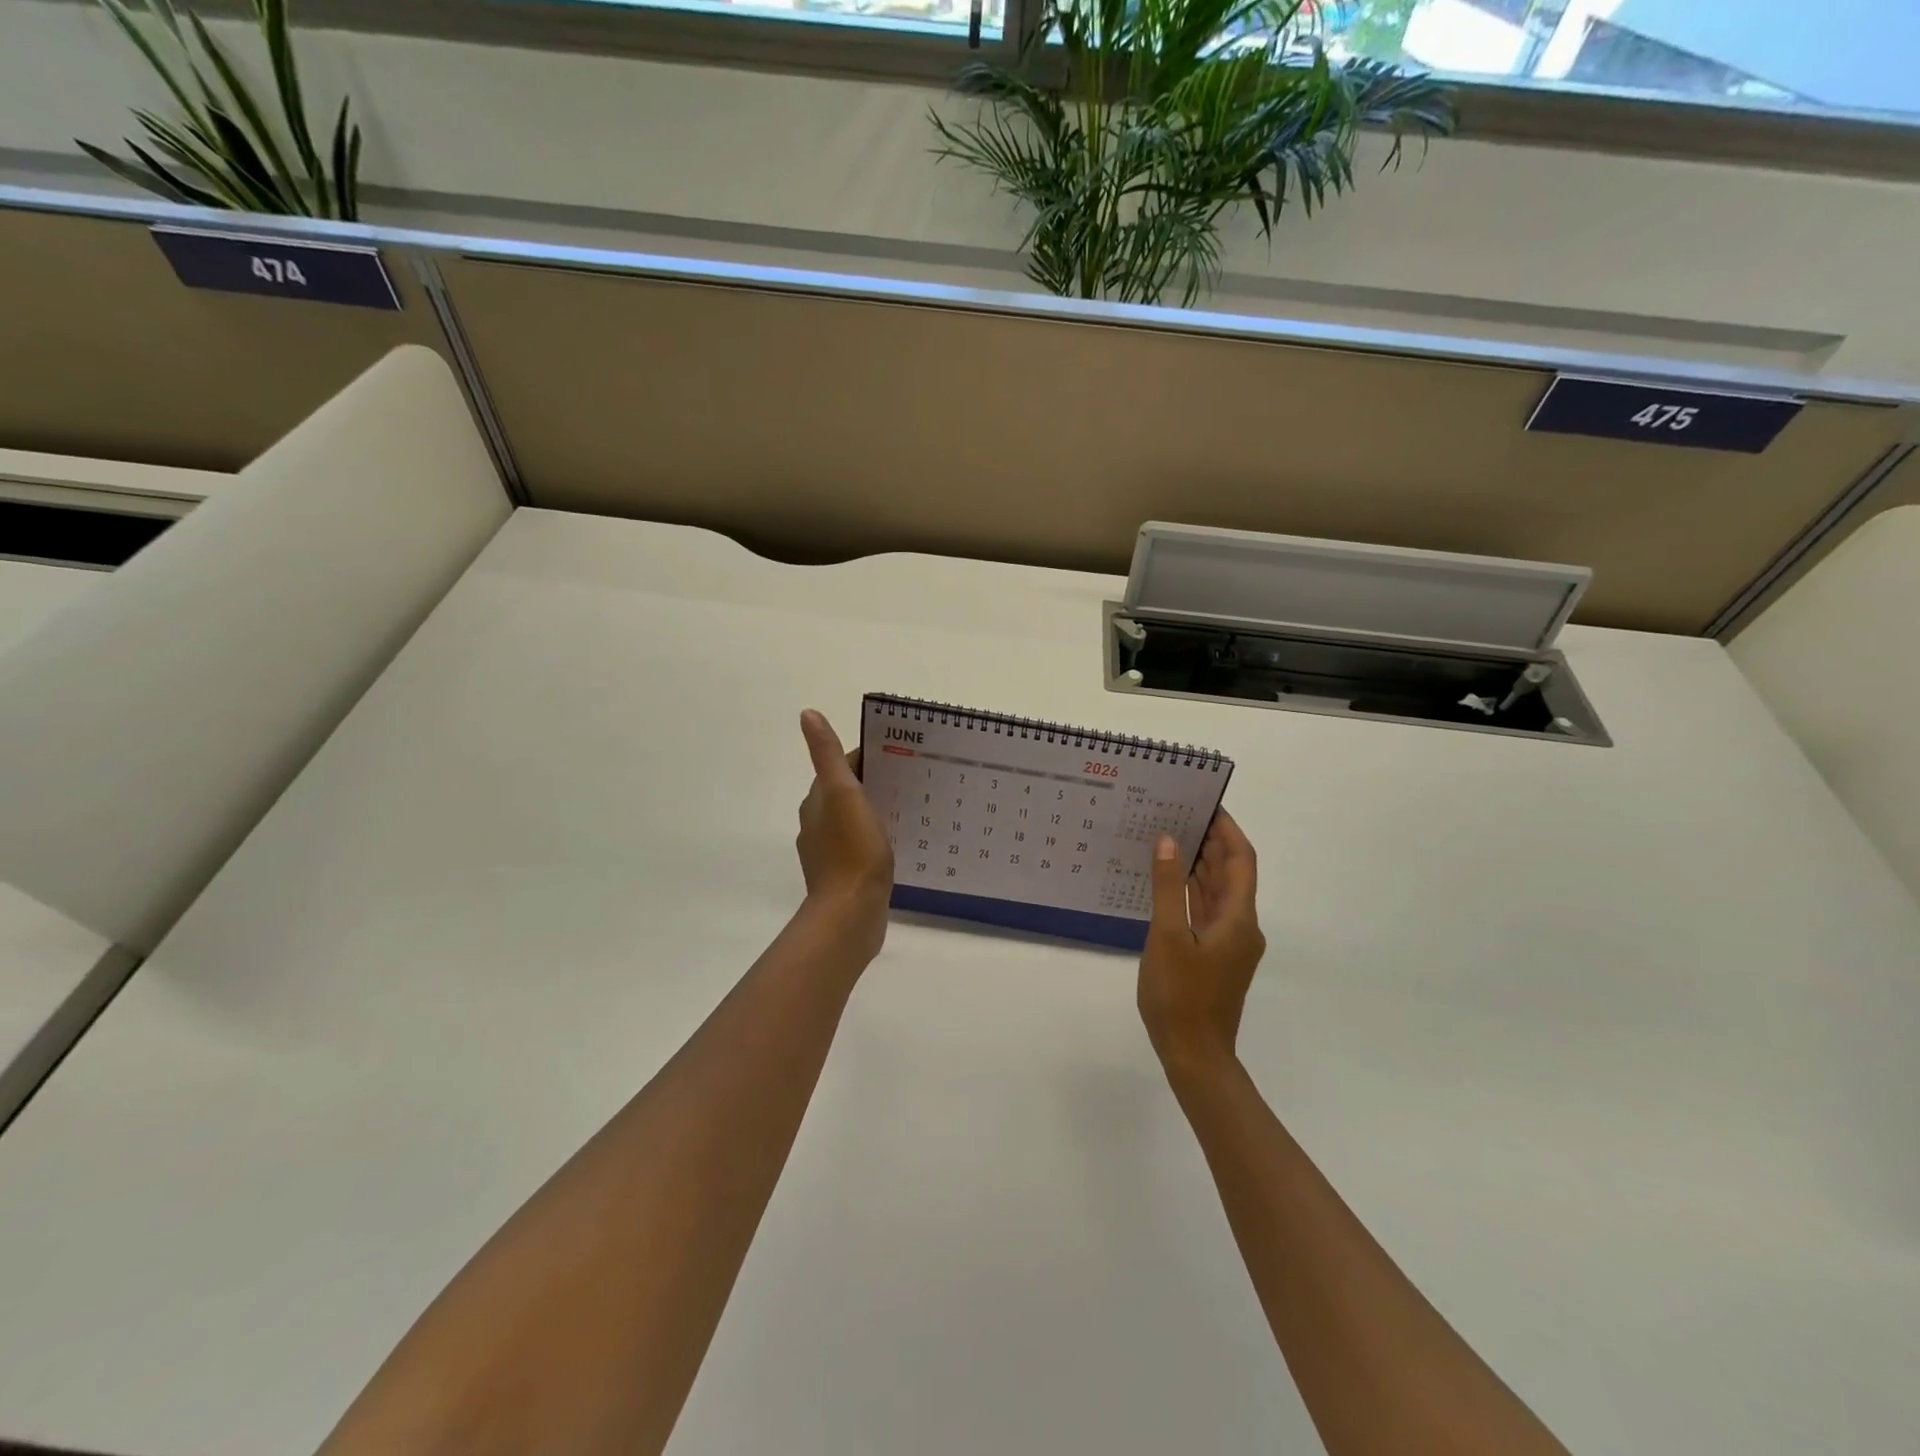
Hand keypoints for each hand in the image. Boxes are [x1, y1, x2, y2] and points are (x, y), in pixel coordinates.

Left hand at [796, 710, 893, 957]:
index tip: (902, 753)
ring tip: (911, 807)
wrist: (850, 914)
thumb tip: (807, 714)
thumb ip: (827, 756)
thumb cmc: (852, 851)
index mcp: (817, 802)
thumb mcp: (843, 794)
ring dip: (877, 810)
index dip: (870, 757)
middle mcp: (818, 824)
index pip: (842, 766)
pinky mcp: (845, 876)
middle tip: (914, 779)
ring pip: (854, 820)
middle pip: (847, 792)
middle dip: (875, 782)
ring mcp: (830, 852)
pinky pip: (862, 846)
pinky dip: (877, 838)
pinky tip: (899, 842)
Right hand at [1137, 809, 1265, 1075]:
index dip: (1227, 829)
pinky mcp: (1215, 955)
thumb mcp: (1167, 937)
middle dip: (1210, 841)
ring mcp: (1228, 942)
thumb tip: (1169, 840)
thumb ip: (1168, 887)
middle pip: (1231, 873)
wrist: (1194, 1057)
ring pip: (1217, 891)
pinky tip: (1167, 879)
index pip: (1240, 860)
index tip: (1206, 802)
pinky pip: (1206, 910)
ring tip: (1170, 835)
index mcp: (1238, 918)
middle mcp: (1241, 926)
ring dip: (1199, 864)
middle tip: (1179, 812)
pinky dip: (1191, 890)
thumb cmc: (1181, 996)